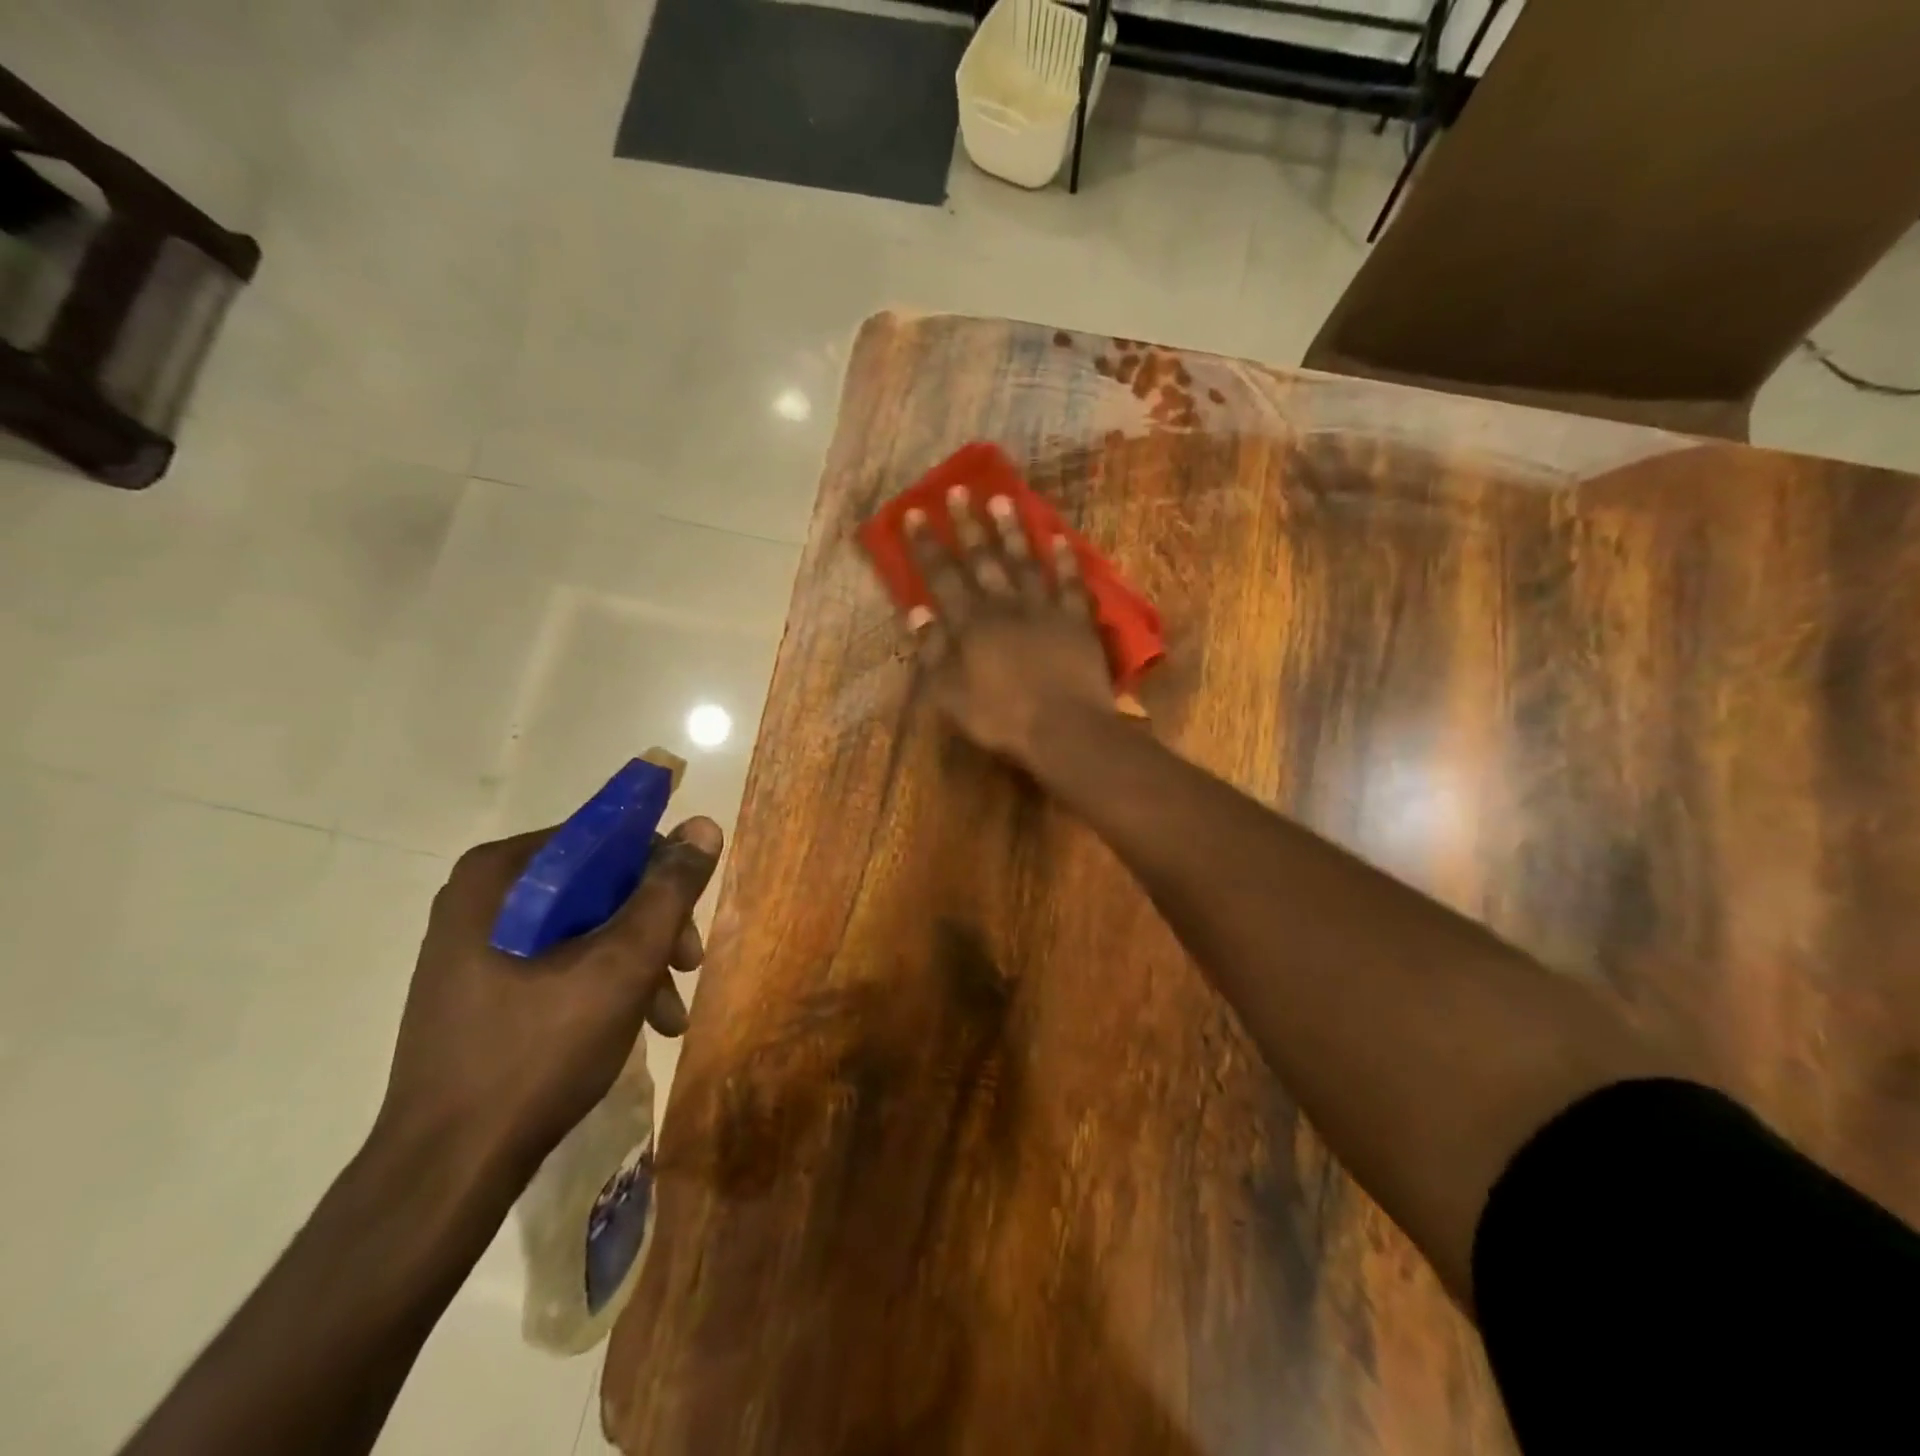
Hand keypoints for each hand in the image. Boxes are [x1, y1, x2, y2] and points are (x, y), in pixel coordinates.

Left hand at [376, 817, 723, 1177]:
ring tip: (670, 1013)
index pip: (605, 838)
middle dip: (653, 926)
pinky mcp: (481, 984)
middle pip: (598, 884)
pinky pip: (560, 958)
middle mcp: (483, 896)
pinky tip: (640, 1024)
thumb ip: (669, 891)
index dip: (659, 871)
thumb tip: (704, 825)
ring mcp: (477, 943)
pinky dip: (605, 982)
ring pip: (585, 925)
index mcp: (500, 874)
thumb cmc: (538, 1052)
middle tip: (689, 967)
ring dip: (638, 960)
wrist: (447, 1171)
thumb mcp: (623, 965)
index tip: (690, 919)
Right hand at [903, 484, 1114, 770]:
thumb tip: (916, 612)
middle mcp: (1005, 606)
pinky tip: (1060, 537)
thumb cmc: (1001, 717)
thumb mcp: (951, 694)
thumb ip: (932, 652)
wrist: (1064, 727)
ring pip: (1026, 561)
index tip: (916, 513)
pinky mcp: (1077, 620)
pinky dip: (1066, 559)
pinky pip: (1071, 582)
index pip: (943, 576)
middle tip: (959, 490)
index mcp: (971, 624)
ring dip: (1013, 530)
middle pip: (984, 559)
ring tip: (1003, 499)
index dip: (927, 545)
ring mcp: (1044, 609)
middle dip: (969, 524)